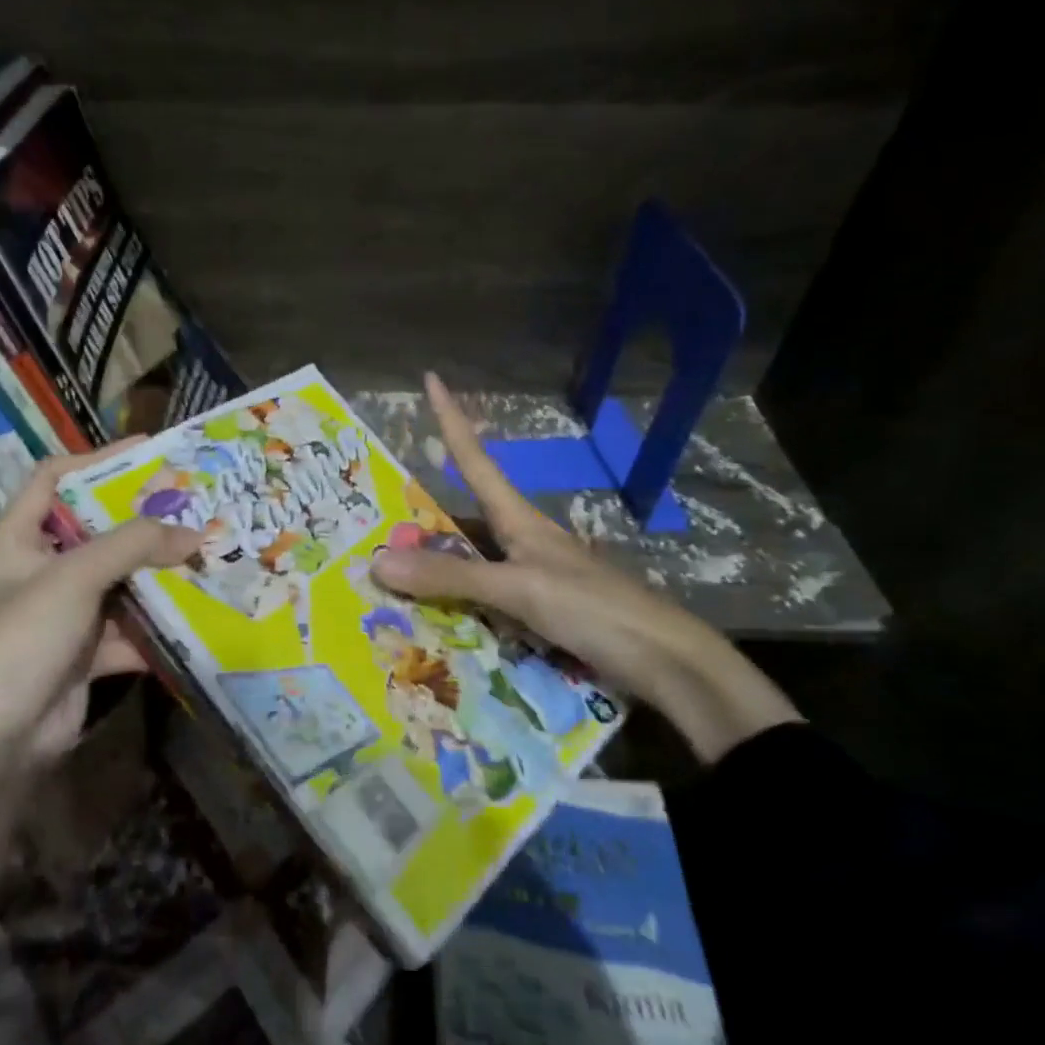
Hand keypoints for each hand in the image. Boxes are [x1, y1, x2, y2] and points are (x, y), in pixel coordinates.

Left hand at [0, 442, 200, 904]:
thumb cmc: (19, 640)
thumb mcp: (73, 579)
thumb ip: (133, 546)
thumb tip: (192, 531)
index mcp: (17, 537)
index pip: (55, 478)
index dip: (98, 460)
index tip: (151, 452)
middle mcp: (38, 569)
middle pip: (97, 531)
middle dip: (144, 522)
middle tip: (195, 506)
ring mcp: (62, 613)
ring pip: (118, 582)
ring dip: (158, 576)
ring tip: (208, 556)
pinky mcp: (83, 653)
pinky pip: (127, 629)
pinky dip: (156, 627)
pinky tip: (197, 618)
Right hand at [370, 373, 801, 762]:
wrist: (667, 664)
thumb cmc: (595, 609)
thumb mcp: (519, 589)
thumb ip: (450, 577)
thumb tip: (376, 560)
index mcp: (521, 521)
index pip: (475, 460)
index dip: (453, 420)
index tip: (433, 379)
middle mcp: (522, 543)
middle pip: (464, 515)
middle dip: (422, 512)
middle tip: (378, 514)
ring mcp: (532, 579)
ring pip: (469, 562)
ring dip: (432, 565)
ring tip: (390, 572)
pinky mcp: (538, 615)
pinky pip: (480, 600)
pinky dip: (452, 603)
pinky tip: (431, 619)